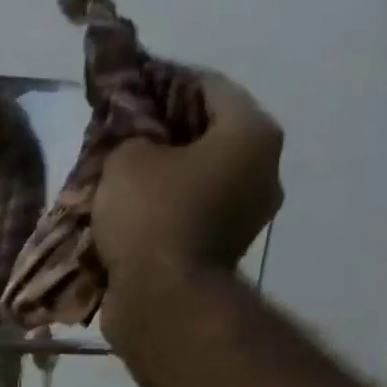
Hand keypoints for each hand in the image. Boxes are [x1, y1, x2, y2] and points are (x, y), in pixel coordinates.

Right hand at [90, 73, 283, 280]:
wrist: (162, 302)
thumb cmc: (152, 218)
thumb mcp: (126, 160)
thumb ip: (131, 138)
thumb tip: (136, 146)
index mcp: (252, 132)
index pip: (207, 87)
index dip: (164, 85)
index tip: (131, 92)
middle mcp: (263, 170)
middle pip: (207, 139)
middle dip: (165, 141)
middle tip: (125, 144)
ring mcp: (246, 218)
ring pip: (199, 184)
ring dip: (165, 185)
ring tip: (123, 189)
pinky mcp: (222, 256)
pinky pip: (191, 221)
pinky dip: (166, 219)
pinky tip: (133, 223)